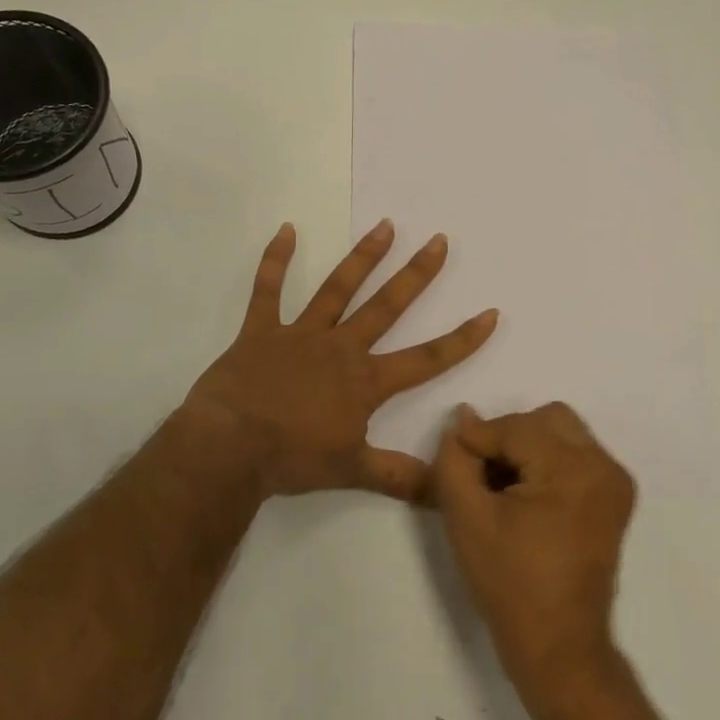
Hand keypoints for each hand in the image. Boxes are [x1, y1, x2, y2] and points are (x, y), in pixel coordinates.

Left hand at [184, 221, 498, 501]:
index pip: (426, 359)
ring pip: (337, 289)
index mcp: (365, 381)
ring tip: (385, 226)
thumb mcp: (353, 471)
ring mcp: (300, 334)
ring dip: (363, 257)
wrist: (230, 446)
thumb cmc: (293, 458)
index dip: (461, 339)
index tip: (489, 313)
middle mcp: (340, 348)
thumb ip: (400, 477)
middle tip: (439, 241)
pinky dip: (276, 260)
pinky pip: (268, 290)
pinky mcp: (261, 330)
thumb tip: (445, 493)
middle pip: (386, 306)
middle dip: (416, 275)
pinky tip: (286, 229)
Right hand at [430, 402, 636, 696]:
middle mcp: (604, 466)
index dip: (477, 439)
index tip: (454, 461)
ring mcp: (615, 482)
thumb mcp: (467, 517)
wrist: (559, 646)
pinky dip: (546, 463)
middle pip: (545, 420)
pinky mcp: (614, 499)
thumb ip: (455, 460)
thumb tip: (462, 420)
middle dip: (507, 437)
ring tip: (502, 487)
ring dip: (527, 448)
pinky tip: (524, 498)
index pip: (515, 427)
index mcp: (574, 469)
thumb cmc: (510, 583)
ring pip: (561, 433)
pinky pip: (575, 456)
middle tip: (482, 475)